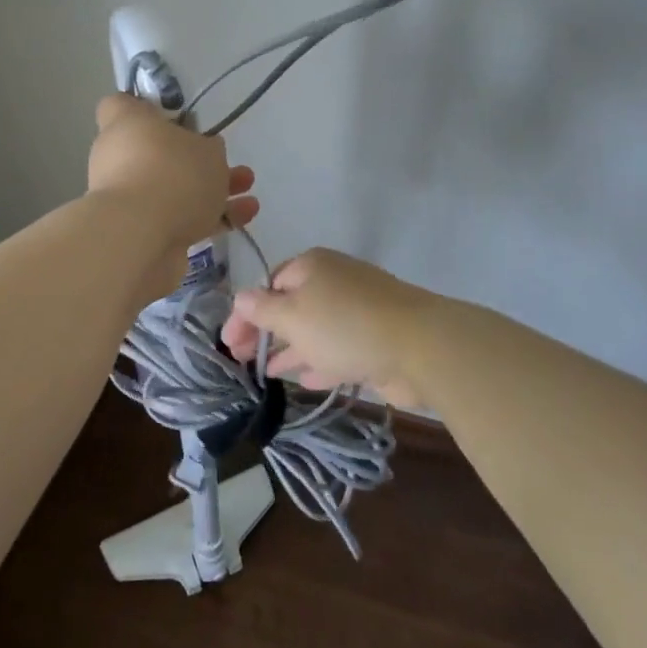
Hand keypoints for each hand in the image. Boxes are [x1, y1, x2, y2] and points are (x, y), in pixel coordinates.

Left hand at [88, 95, 257, 299]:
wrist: (140, 239)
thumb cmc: (172, 174)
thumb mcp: (207, 149)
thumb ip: (207, 148)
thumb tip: (203, 151)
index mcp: (125, 125)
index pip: (121, 104)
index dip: (145, 107)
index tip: (175, 114)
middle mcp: (119, 158)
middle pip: (156, 151)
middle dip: (195, 158)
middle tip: (226, 160)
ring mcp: (128, 197)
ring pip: (172, 187)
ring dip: (210, 189)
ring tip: (248, 190)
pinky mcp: (140, 232)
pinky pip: (178, 218)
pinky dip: (207, 219)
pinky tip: (243, 218)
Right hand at [220, 248, 430, 408]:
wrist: (419, 346)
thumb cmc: (344, 324)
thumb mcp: (293, 316)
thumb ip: (262, 310)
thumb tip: (239, 298)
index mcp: (311, 266)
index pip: (268, 285)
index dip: (245, 313)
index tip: (227, 342)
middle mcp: (333, 283)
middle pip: (290, 306)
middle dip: (265, 332)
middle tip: (241, 359)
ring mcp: (357, 311)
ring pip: (314, 330)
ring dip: (289, 349)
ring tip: (265, 372)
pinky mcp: (375, 340)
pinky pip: (337, 350)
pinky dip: (318, 361)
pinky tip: (303, 381)